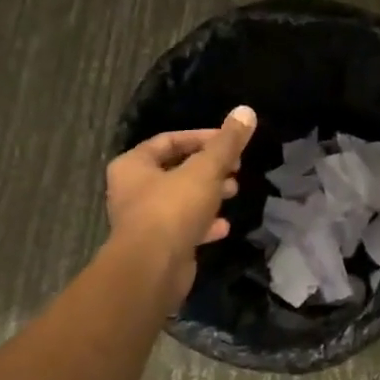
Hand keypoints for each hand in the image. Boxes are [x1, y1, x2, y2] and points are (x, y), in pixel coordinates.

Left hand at [105, 106, 255, 306]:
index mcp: (133, 166)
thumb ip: (227, 142)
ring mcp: (144, 221)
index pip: (169, 140)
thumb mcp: (206, 169)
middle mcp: (133, 191)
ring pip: (181, 199)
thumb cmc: (173, 209)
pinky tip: (224, 226)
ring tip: (234, 191)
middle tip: (236, 168)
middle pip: (176, 170)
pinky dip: (204, 224)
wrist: (152, 269)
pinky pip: (184, 228)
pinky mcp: (158, 246)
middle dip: (209, 168)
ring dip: (208, 195)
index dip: (202, 137)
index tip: (230, 142)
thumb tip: (247, 110)